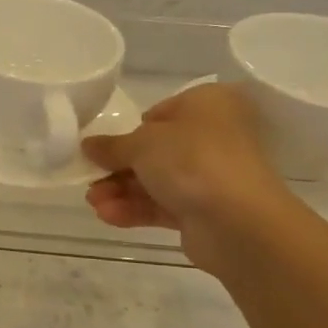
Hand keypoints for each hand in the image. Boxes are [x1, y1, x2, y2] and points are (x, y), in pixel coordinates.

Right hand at [82, 82, 297, 276]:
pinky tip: (108, 216)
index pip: (161, 113)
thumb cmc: (191, 160)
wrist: (239, 222)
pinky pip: (164, 205)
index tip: (104, 147)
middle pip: (155, 151)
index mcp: (208, 105)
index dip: (130, 130)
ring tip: (93, 202)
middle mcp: (215, 137)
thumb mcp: (141, 143)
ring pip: (157, 180)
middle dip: (118, 168)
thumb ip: (111, 145)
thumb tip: (88, 145)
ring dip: (121, 190)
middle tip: (90, 178)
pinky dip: (136, 209)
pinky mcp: (206, 211)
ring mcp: (212, 176)